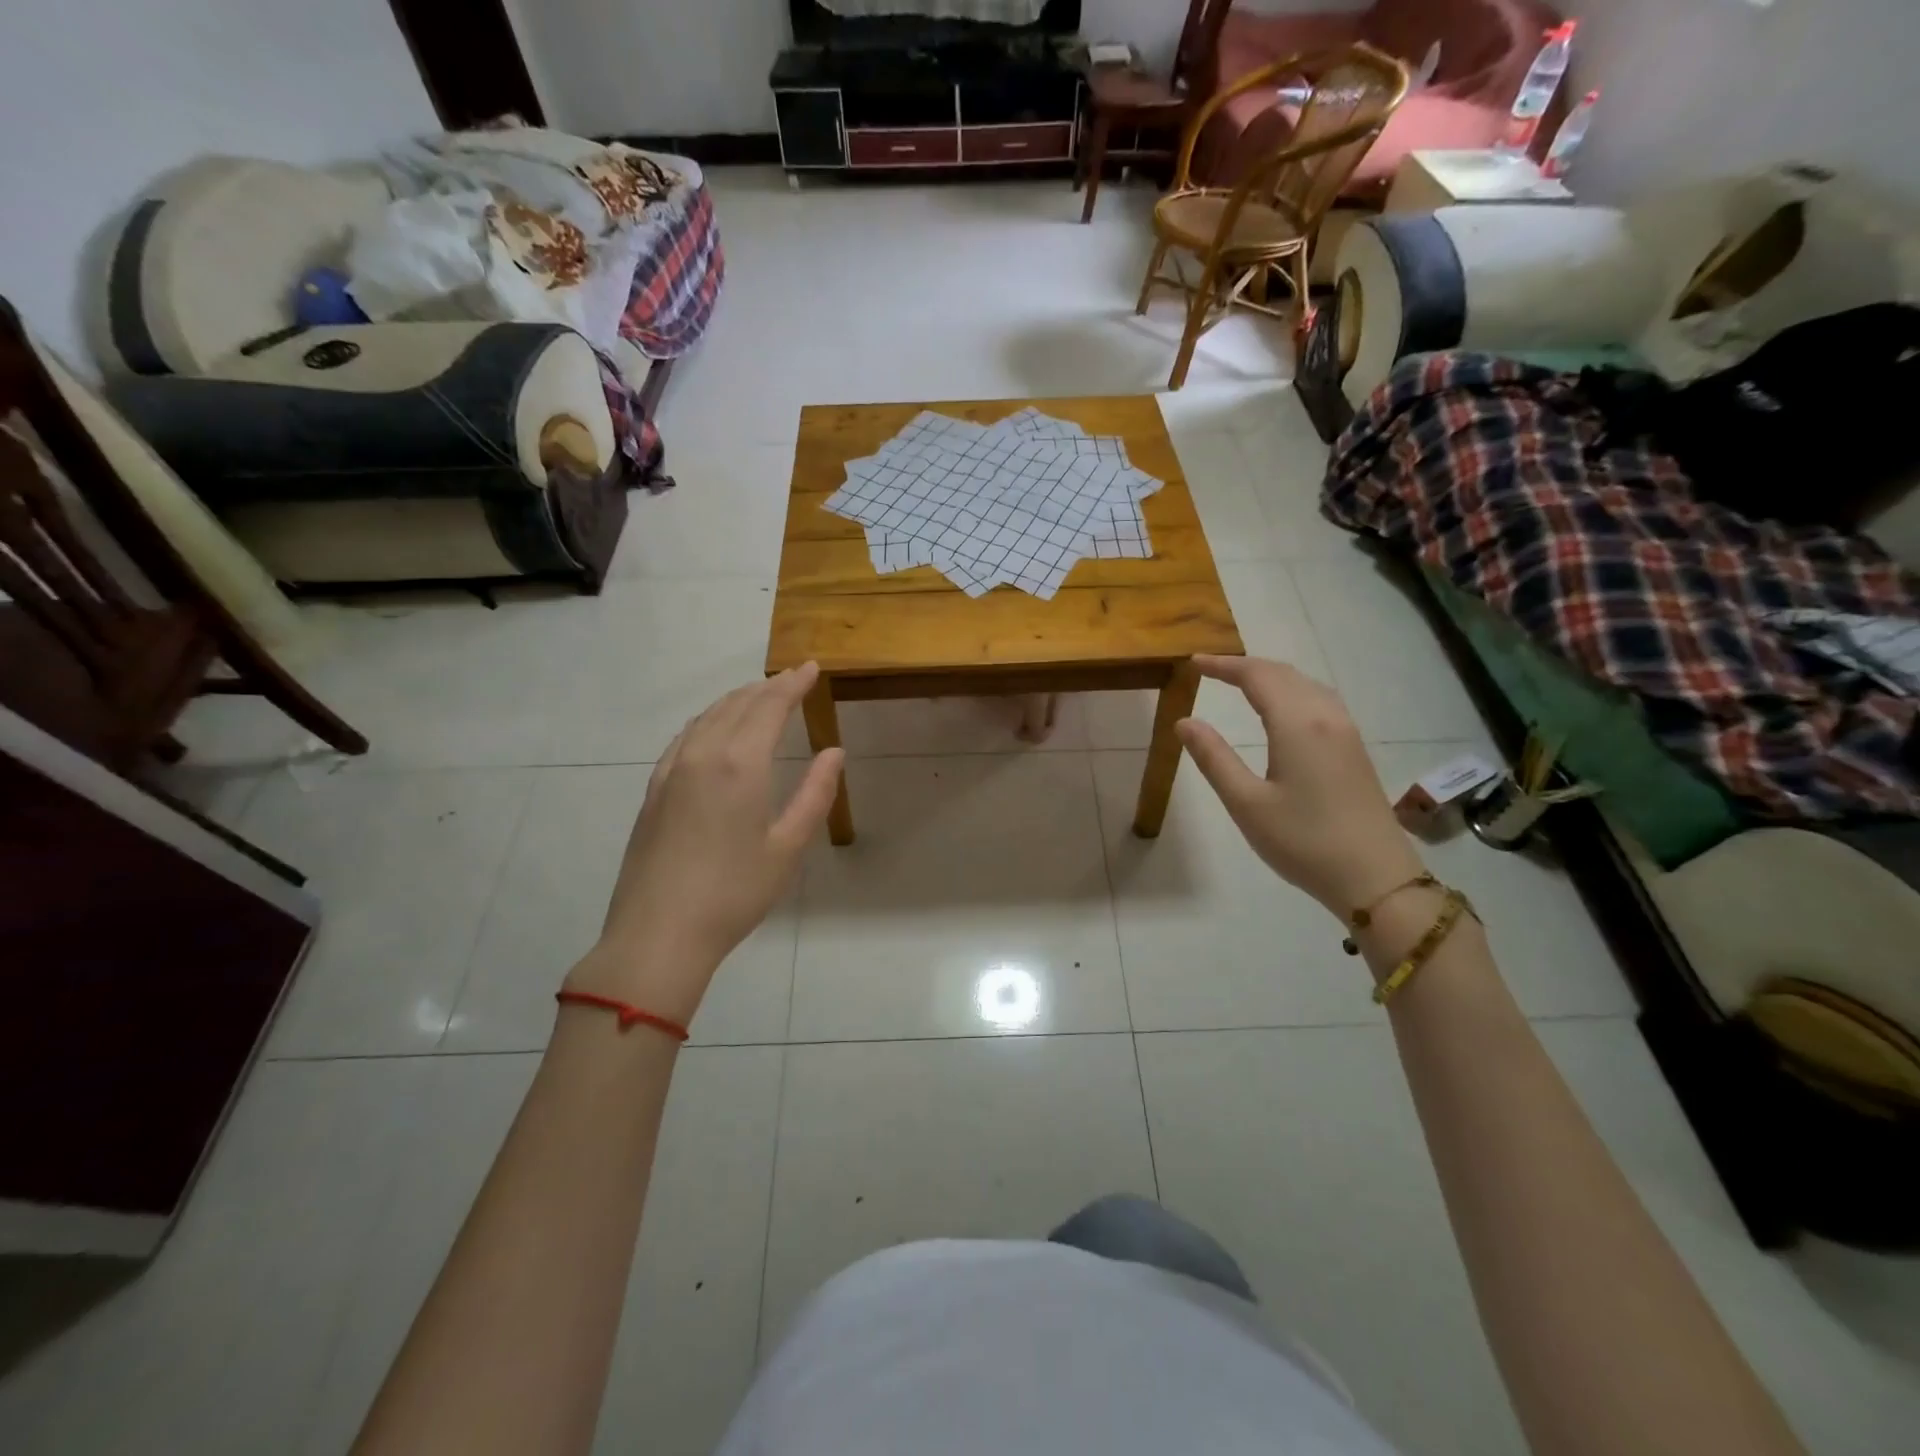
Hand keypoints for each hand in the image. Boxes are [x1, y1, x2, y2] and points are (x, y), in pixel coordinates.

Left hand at [566, 663, 845, 1023]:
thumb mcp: (788, 847)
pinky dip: (707, 720)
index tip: (810, 668)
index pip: (769, 706)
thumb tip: (834, 751)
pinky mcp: (654, 790)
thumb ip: (815, 794)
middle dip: (767, 687)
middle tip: (791, 678)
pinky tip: (713, 728)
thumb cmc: (734, 893)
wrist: (658, 933)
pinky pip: (684, 737)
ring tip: (758, 695)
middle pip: (737, 704)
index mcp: (740, 764)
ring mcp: (671, 770)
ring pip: (707, 717)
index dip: (792, 684)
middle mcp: (703, 754)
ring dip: (736, 699)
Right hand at [1176, 655, 1424, 915]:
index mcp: (1297, 724)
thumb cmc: (1303, 841)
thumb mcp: (1246, 803)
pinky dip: (1291, 690)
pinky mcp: (1354, 748)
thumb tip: (1184, 721)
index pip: (1256, 676)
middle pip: (1283, 674)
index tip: (1193, 663)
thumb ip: (1214, 758)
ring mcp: (1346, 731)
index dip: (1223, 665)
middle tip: (1210, 670)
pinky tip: (1282, 708)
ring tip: (1240, 682)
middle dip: (1245, 666)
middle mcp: (1325, 716)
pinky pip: (1319, 700)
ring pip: (1305, 684)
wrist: (1375, 877)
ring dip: (1271, 676)